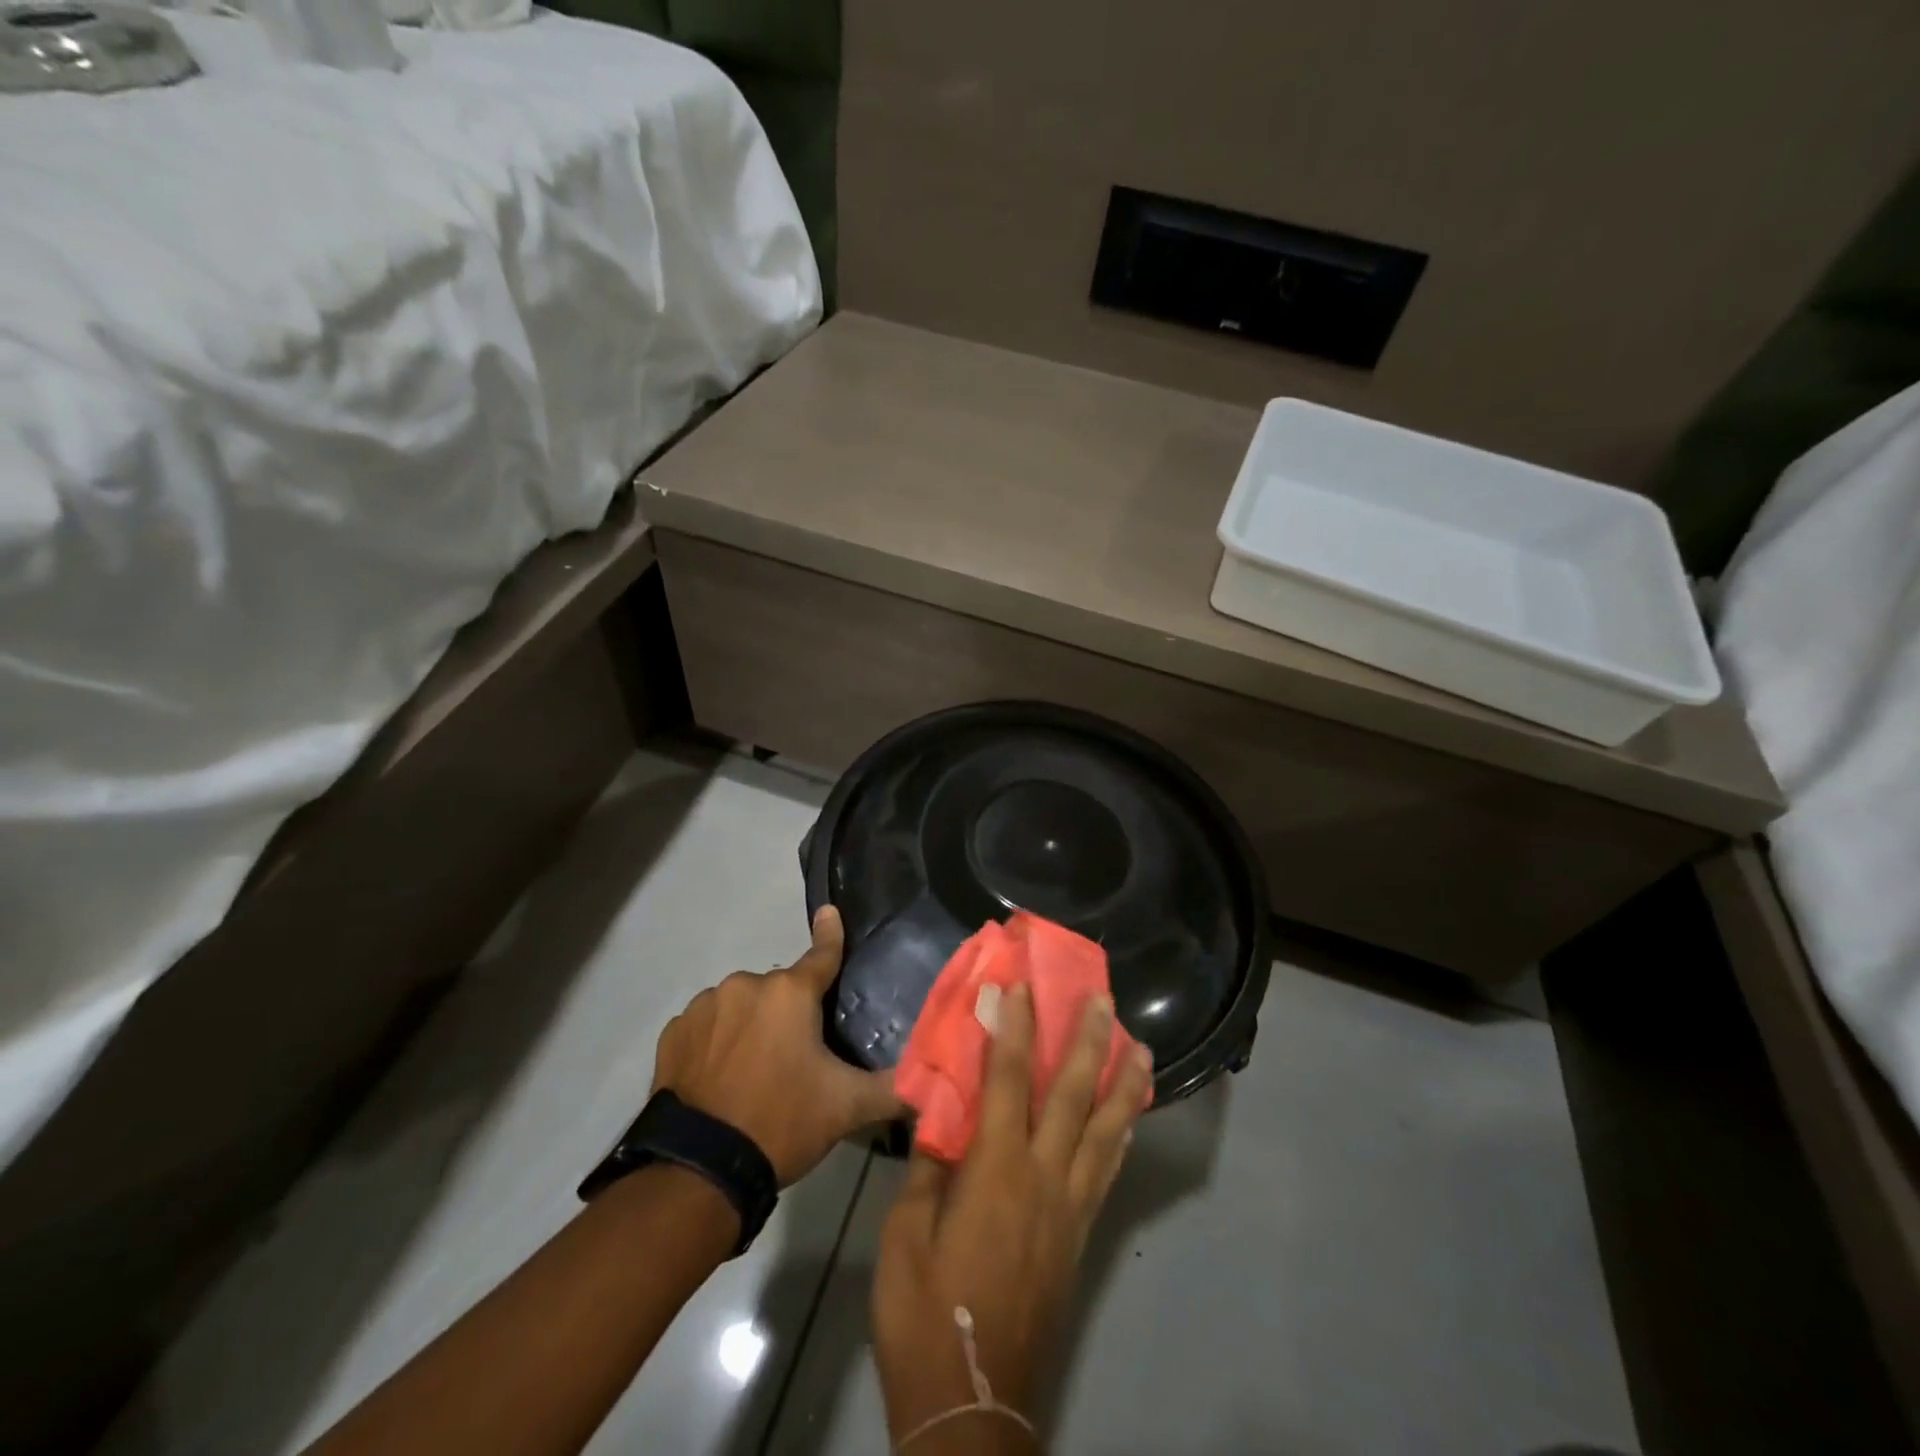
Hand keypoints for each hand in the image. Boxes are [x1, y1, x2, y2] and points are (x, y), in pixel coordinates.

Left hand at [651, 905, 902, 1185]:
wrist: (699, 1170)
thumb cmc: (781, 1123)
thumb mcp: (847, 1107)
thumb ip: (893, 1087)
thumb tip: (931, 1083)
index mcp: (790, 992)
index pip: (822, 954)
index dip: (830, 935)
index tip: (829, 912)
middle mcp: (746, 985)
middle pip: (779, 990)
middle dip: (788, 1012)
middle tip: (793, 1057)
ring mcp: (705, 1006)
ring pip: (740, 1005)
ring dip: (750, 1025)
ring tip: (751, 1073)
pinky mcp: (674, 1033)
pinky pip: (706, 1025)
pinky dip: (715, 1040)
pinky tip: (717, 1076)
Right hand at [871, 983, 1152, 1446]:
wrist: (971, 1403)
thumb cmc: (925, 1315)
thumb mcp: (904, 1237)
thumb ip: (927, 1169)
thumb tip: (939, 1115)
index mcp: (995, 1170)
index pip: (1009, 1079)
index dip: (1015, 1027)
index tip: (1020, 984)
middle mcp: (1043, 1177)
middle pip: (1073, 1095)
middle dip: (1088, 1040)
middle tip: (1104, 998)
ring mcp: (1068, 1207)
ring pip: (1105, 1130)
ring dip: (1122, 1083)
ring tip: (1140, 1046)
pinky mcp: (1079, 1235)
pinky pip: (1106, 1172)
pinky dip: (1120, 1135)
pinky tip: (1129, 1118)